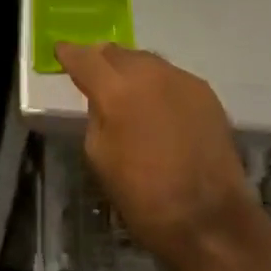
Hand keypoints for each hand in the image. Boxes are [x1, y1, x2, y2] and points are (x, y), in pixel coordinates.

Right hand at [57, 43, 260, 270]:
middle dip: (101, 60)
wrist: (209, 219)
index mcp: (115, 90)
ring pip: (146, 61)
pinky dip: (158, 85)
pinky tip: (158, 106)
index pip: (84, 58)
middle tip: (94, 73)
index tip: (61, 51)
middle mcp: (149, 73)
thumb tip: (102, 99)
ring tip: (127, 89)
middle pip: (117, 52)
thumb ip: (96, 116)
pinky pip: (171, 78)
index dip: (70, 53)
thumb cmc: (143, 196)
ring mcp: (181, 79)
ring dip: (131, 70)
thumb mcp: (99, 156)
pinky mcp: (206, 92)